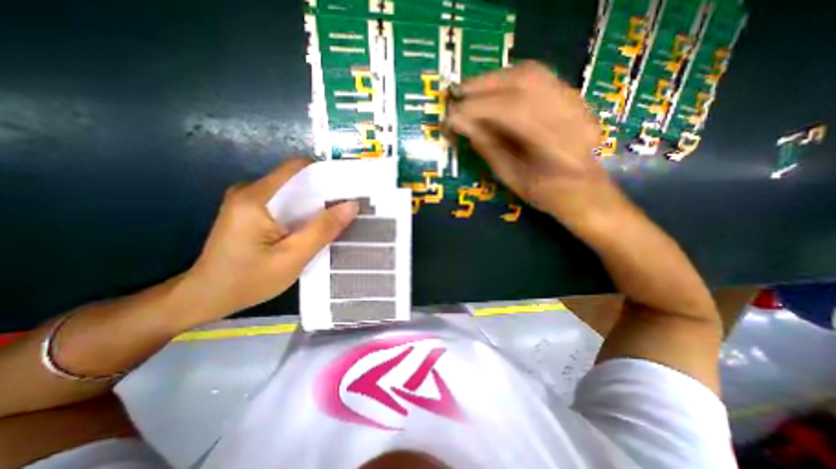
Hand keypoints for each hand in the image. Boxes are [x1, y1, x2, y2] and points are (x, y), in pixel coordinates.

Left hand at [184, 159, 354, 319]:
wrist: (206, 297)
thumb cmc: (248, 280)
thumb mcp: (293, 257)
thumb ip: (322, 229)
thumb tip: (351, 205)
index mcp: (256, 197)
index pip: (298, 168)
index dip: (326, 174)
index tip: (348, 188)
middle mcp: (250, 190)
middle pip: (296, 180)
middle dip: (324, 193)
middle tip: (347, 208)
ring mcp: (248, 200)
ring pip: (292, 193)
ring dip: (315, 204)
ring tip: (336, 218)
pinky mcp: (250, 211)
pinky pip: (284, 203)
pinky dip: (302, 212)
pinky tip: (313, 226)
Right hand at [447, 60, 622, 224]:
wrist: (584, 189)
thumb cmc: (545, 193)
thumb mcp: (511, 177)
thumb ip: (486, 146)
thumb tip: (459, 122)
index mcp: (556, 145)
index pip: (512, 112)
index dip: (477, 109)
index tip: (451, 116)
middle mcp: (571, 114)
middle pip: (523, 83)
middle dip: (483, 87)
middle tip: (456, 95)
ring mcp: (575, 101)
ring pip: (531, 73)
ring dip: (494, 79)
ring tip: (469, 90)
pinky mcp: (572, 95)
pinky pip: (538, 76)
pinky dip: (509, 78)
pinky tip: (492, 88)